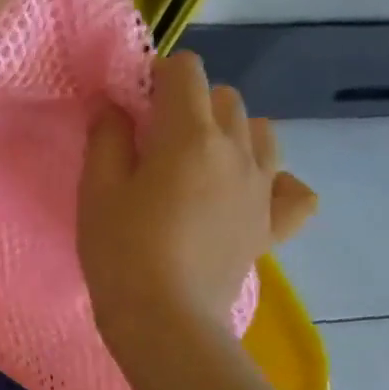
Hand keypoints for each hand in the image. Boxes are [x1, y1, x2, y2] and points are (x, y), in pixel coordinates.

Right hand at [79, 51, 315, 357]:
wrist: (164, 318)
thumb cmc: (120, 250)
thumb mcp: (97, 190)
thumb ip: (107, 138)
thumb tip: (114, 105)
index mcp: (190, 135)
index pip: (186, 72)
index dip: (157, 76)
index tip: (133, 105)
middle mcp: (237, 150)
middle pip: (224, 97)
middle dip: (191, 104)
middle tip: (155, 141)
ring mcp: (263, 188)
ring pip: (260, 133)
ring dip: (231, 133)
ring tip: (198, 164)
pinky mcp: (272, 224)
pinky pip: (292, 189)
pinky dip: (274, 182)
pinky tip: (249, 194)